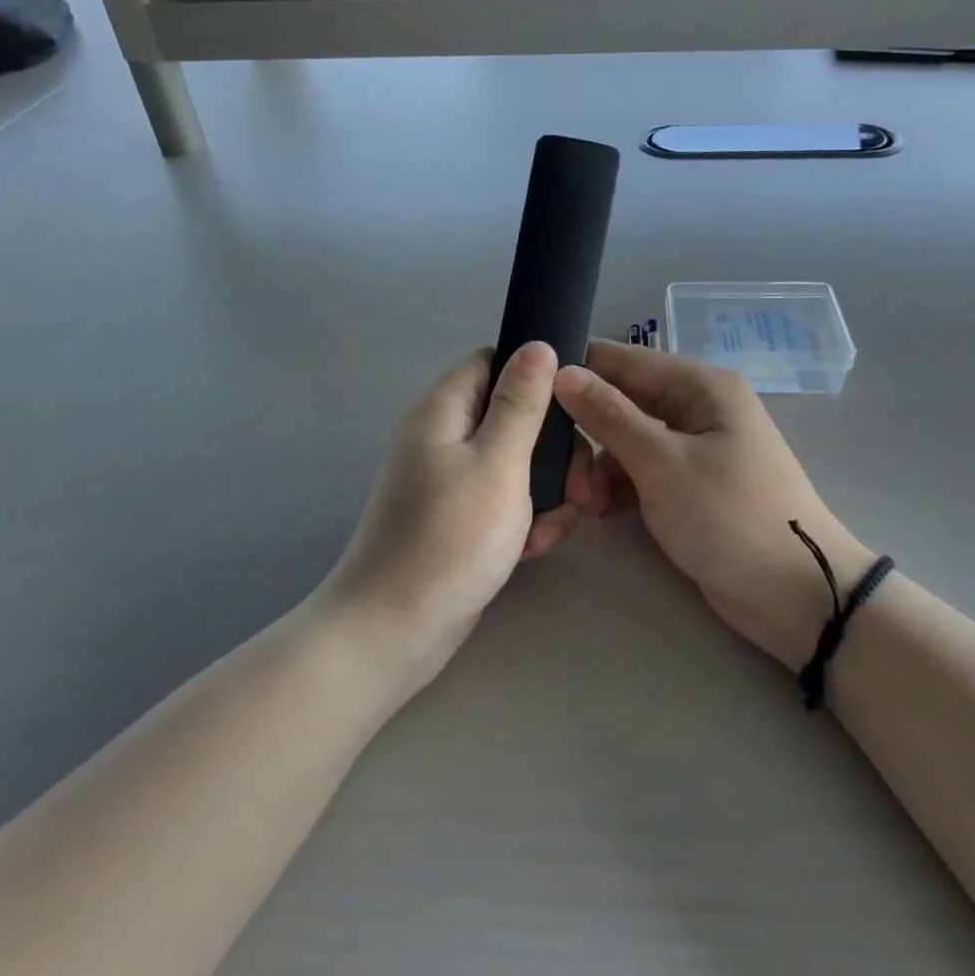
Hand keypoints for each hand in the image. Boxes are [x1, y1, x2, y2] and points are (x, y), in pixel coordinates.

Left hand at [317, 342, 586, 701]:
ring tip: (557, 525)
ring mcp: (449, 484)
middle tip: (581, 486)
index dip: (535, 374)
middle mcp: (443, 440)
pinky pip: (503, 503)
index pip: (492, 362)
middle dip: (553, 448)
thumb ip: (521, 403)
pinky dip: (525, 520)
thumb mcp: (498, 463)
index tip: (575, 406)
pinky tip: (535, 549)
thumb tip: (538, 344)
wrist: (394, 631)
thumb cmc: (450, 538)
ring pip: (515, 465)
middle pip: (511, 417)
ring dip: (546, 490)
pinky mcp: (459, 522)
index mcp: (443, 412)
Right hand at [556, 340, 874, 670]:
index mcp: (699, 386)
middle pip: (619, 403)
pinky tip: (605, 517)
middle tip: (566, 478)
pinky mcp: (688, 485)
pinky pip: (639, 473)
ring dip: (599, 470)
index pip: (621, 360)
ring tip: (588, 507)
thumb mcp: (663, 463)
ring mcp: (693, 448)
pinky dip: (619, 490)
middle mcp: (695, 407)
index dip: (575, 374)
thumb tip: (561, 371)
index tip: (530, 401)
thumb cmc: (730, 517)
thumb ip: (609, 416)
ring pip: (624, 442)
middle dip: (587, 436)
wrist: (794, 595)